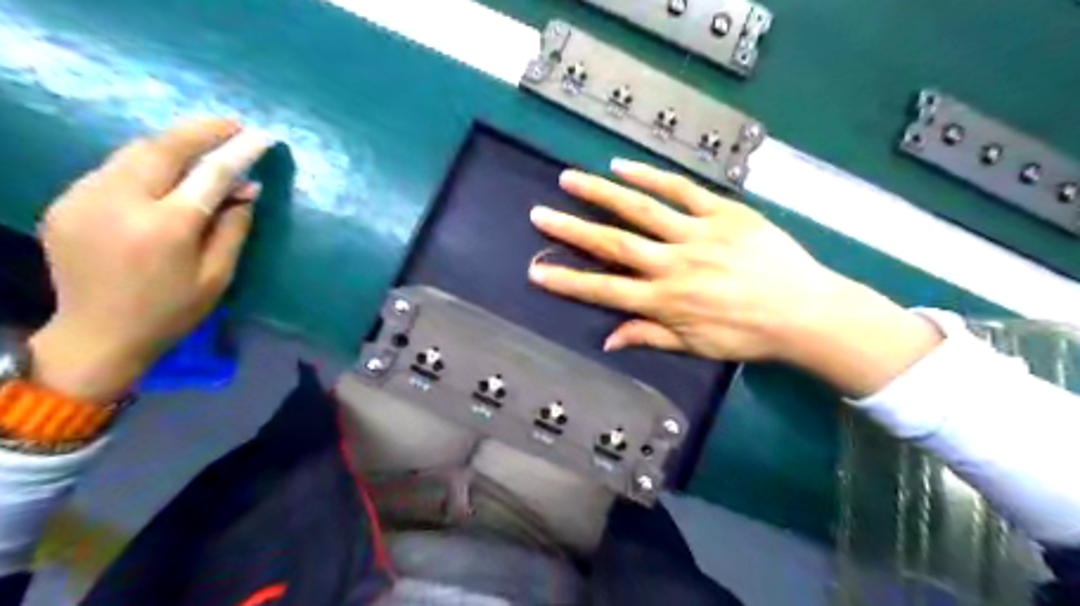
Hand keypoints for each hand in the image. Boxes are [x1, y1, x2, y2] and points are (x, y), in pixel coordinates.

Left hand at [29, 119, 274, 404]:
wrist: (97, 334)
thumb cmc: (172, 311)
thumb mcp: (218, 275)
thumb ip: (234, 227)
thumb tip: (247, 188)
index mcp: (165, 228)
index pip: (208, 174)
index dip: (238, 151)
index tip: (261, 135)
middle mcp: (119, 203)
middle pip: (162, 148)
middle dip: (200, 131)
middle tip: (232, 125)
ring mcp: (84, 198)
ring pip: (133, 152)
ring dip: (172, 144)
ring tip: (203, 143)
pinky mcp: (66, 202)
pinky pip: (114, 169)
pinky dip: (146, 163)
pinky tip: (165, 173)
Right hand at [529, 159, 941, 393]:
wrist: (804, 311)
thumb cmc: (747, 334)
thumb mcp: (696, 346)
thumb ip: (649, 337)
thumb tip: (607, 340)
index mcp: (665, 301)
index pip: (606, 291)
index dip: (568, 282)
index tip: (536, 272)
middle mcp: (673, 265)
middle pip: (614, 244)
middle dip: (572, 230)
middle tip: (540, 214)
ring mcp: (698, 234)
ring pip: (641, 210)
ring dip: (602, 194)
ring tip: (570, 179)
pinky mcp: (723, 212)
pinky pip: (682, 190)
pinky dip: (651, 176)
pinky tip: (623, 165)